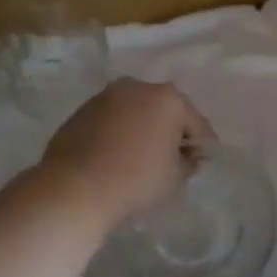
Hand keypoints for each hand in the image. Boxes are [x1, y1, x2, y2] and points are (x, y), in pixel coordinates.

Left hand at [42, 80, 214, 227]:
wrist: (74, 188)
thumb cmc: (136, 180)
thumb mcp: (176, 176)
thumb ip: (189, 160)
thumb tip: (186, 155)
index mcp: (168, 98)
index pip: (196, 123)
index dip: (202, 145)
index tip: (201, 162)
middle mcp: (137, 87)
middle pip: (165, 110)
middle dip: (171, 131)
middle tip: (172, 158)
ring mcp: (106, 96)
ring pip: (136, 112)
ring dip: (143, 129)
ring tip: (142, 157)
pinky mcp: (82, 110)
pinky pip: (113, 120)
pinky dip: (120, 132)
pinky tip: (117, 155)